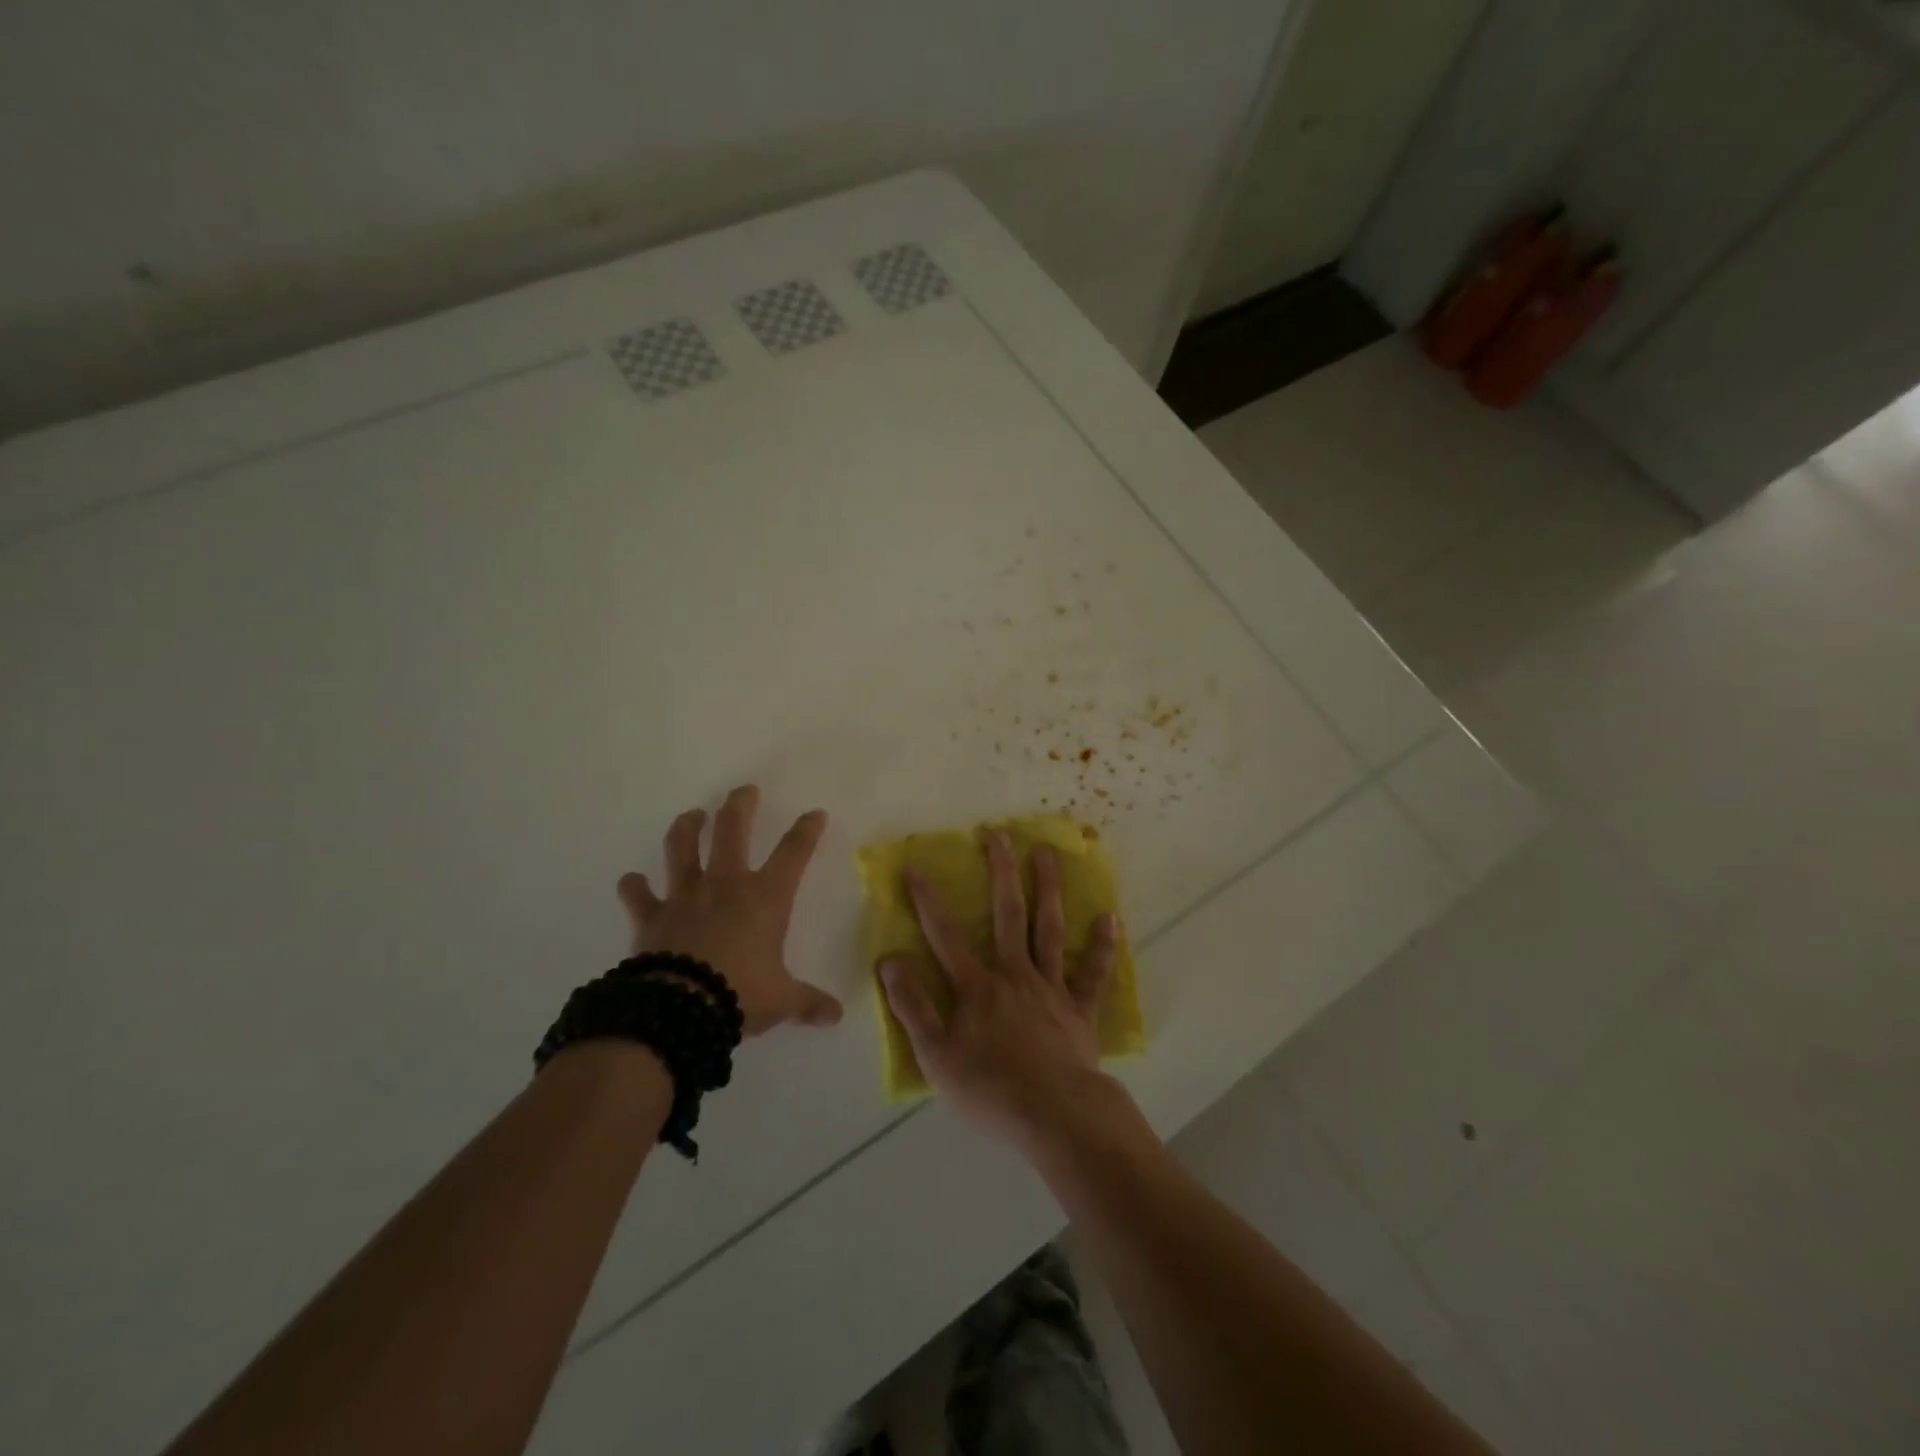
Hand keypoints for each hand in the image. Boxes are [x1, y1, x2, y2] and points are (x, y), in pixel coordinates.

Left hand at [617, 786, 843, 1035]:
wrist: (680, 1009)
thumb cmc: (741, 995)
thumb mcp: (782, 1000)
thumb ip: (808, 1003)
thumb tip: (836, 1017)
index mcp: (765, 897)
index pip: (794, 853)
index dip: (807, 830)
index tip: (815, 814)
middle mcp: (725, 885)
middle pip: (732, 830)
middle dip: (740, 805)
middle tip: (744, 791)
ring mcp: (685, 896)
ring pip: (682, 848)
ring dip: (687, 828)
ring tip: (692, 815)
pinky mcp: (652, 916)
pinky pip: (638, 895)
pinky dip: (634, 887)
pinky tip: (631, 880)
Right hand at [879, 830, 1119, 1142]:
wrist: (1055, 1114)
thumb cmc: (990, 1088)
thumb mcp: (936, 1055)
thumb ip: (912, 1006)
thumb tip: (890, 960)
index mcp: (977, 987)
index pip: (945, 935)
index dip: (928, 900)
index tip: (917, 865)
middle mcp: (1015, 974)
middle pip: (1007, 914)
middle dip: (1001, 872)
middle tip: (999, 835)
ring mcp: (1051, 987)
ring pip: (1049, 929)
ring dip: (1048, 889)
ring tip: (1047, 854)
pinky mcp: (1079, 1009)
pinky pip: (1092, 973)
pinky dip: (1101, 946)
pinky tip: (1109, 918)